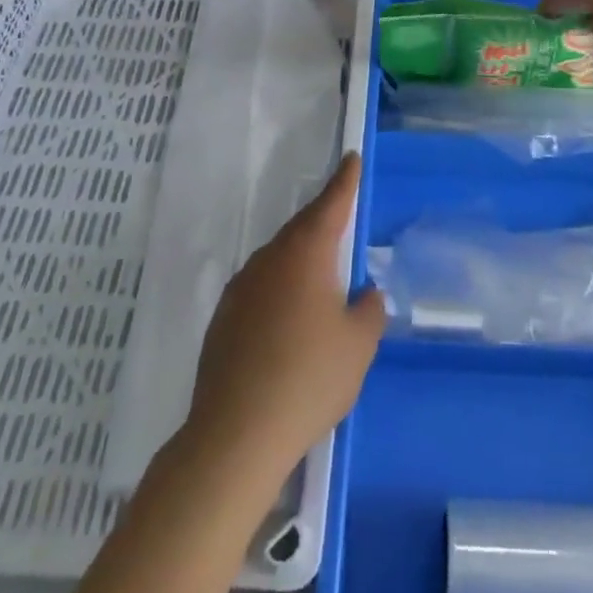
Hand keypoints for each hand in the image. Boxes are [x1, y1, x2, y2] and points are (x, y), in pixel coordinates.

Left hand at [186, 154, 384, 474]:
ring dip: (300, 262)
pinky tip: (288, 325)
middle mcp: (270, 260)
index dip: (344, 181)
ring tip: (320, 284)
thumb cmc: (309, 378)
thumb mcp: (359, 345)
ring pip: (278, 260)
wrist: (236, 434)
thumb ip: (369, 310)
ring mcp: (241, 288)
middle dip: (323, 223)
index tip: (350, 158)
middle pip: (301, 230)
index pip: (331, 204)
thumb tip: (364, 294)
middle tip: (341, 223)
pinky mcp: (223, 318)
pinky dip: (279, 292)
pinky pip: (260, 289)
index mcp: (306, 254)